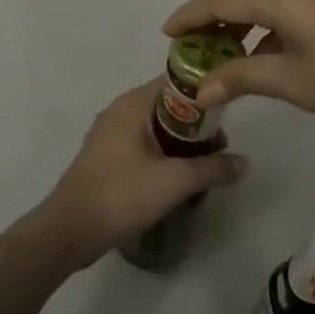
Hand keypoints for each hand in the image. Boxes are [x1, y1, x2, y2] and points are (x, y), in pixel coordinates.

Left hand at [34, 81, 247, 269]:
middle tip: (220, 150)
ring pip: (158, 129)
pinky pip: (144, 146)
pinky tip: (179, 180)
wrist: (70, 231)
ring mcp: (111, 134)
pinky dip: (164, 156)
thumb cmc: (121, 195)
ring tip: (205, 168)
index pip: (177, 82)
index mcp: (133, 103)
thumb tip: (245, 162)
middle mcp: (121, 110)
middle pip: (170, 106)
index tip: (229, 114)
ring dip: (182, 145)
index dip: (206, 93)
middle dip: (197, 126)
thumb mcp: (174, 181)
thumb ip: (213, 168)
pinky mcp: (107, 157)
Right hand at [161, 0, 314, 145]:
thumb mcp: (293, 82)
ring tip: (229, 45)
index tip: (167, 32)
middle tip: (194, 42)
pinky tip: (274, 46)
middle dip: (216, 13)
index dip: (191, 14)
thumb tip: (199, 90)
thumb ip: (241, 78)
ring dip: (246, 13)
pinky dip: (274, 16)